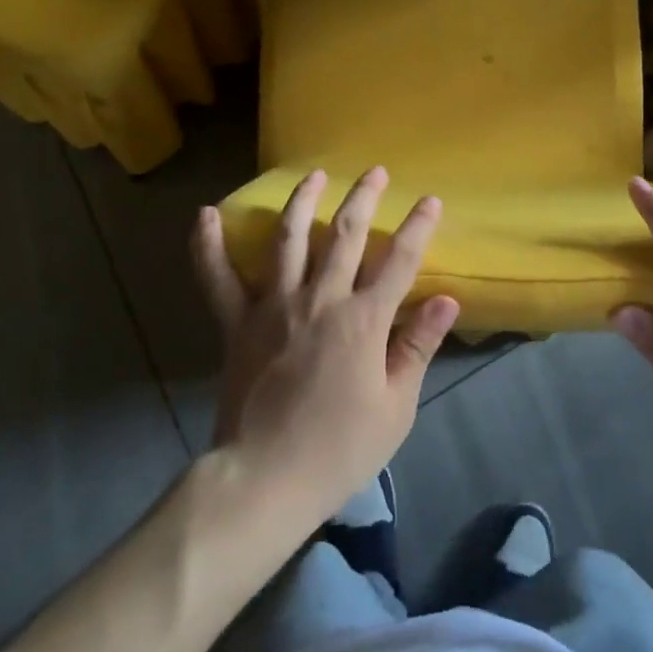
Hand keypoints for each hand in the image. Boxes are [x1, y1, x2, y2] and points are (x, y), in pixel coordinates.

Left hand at [190, 167, 459, 523]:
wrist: (265, 479)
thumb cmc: (338, 449)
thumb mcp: (395, 406)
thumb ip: (417, 346)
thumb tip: (447, 299)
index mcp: (363, 320)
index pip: (399, 260)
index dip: (418, 226)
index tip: (430, 200)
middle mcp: (320, 299)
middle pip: (344, 234)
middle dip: (363, 198)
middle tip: (375, 171)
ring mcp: (274, 305)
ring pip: (288, 239)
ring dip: (303, 201)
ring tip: (314, 174)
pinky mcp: (237, 323)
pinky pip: (217, 278)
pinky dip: (208, 245)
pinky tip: (206, 214)